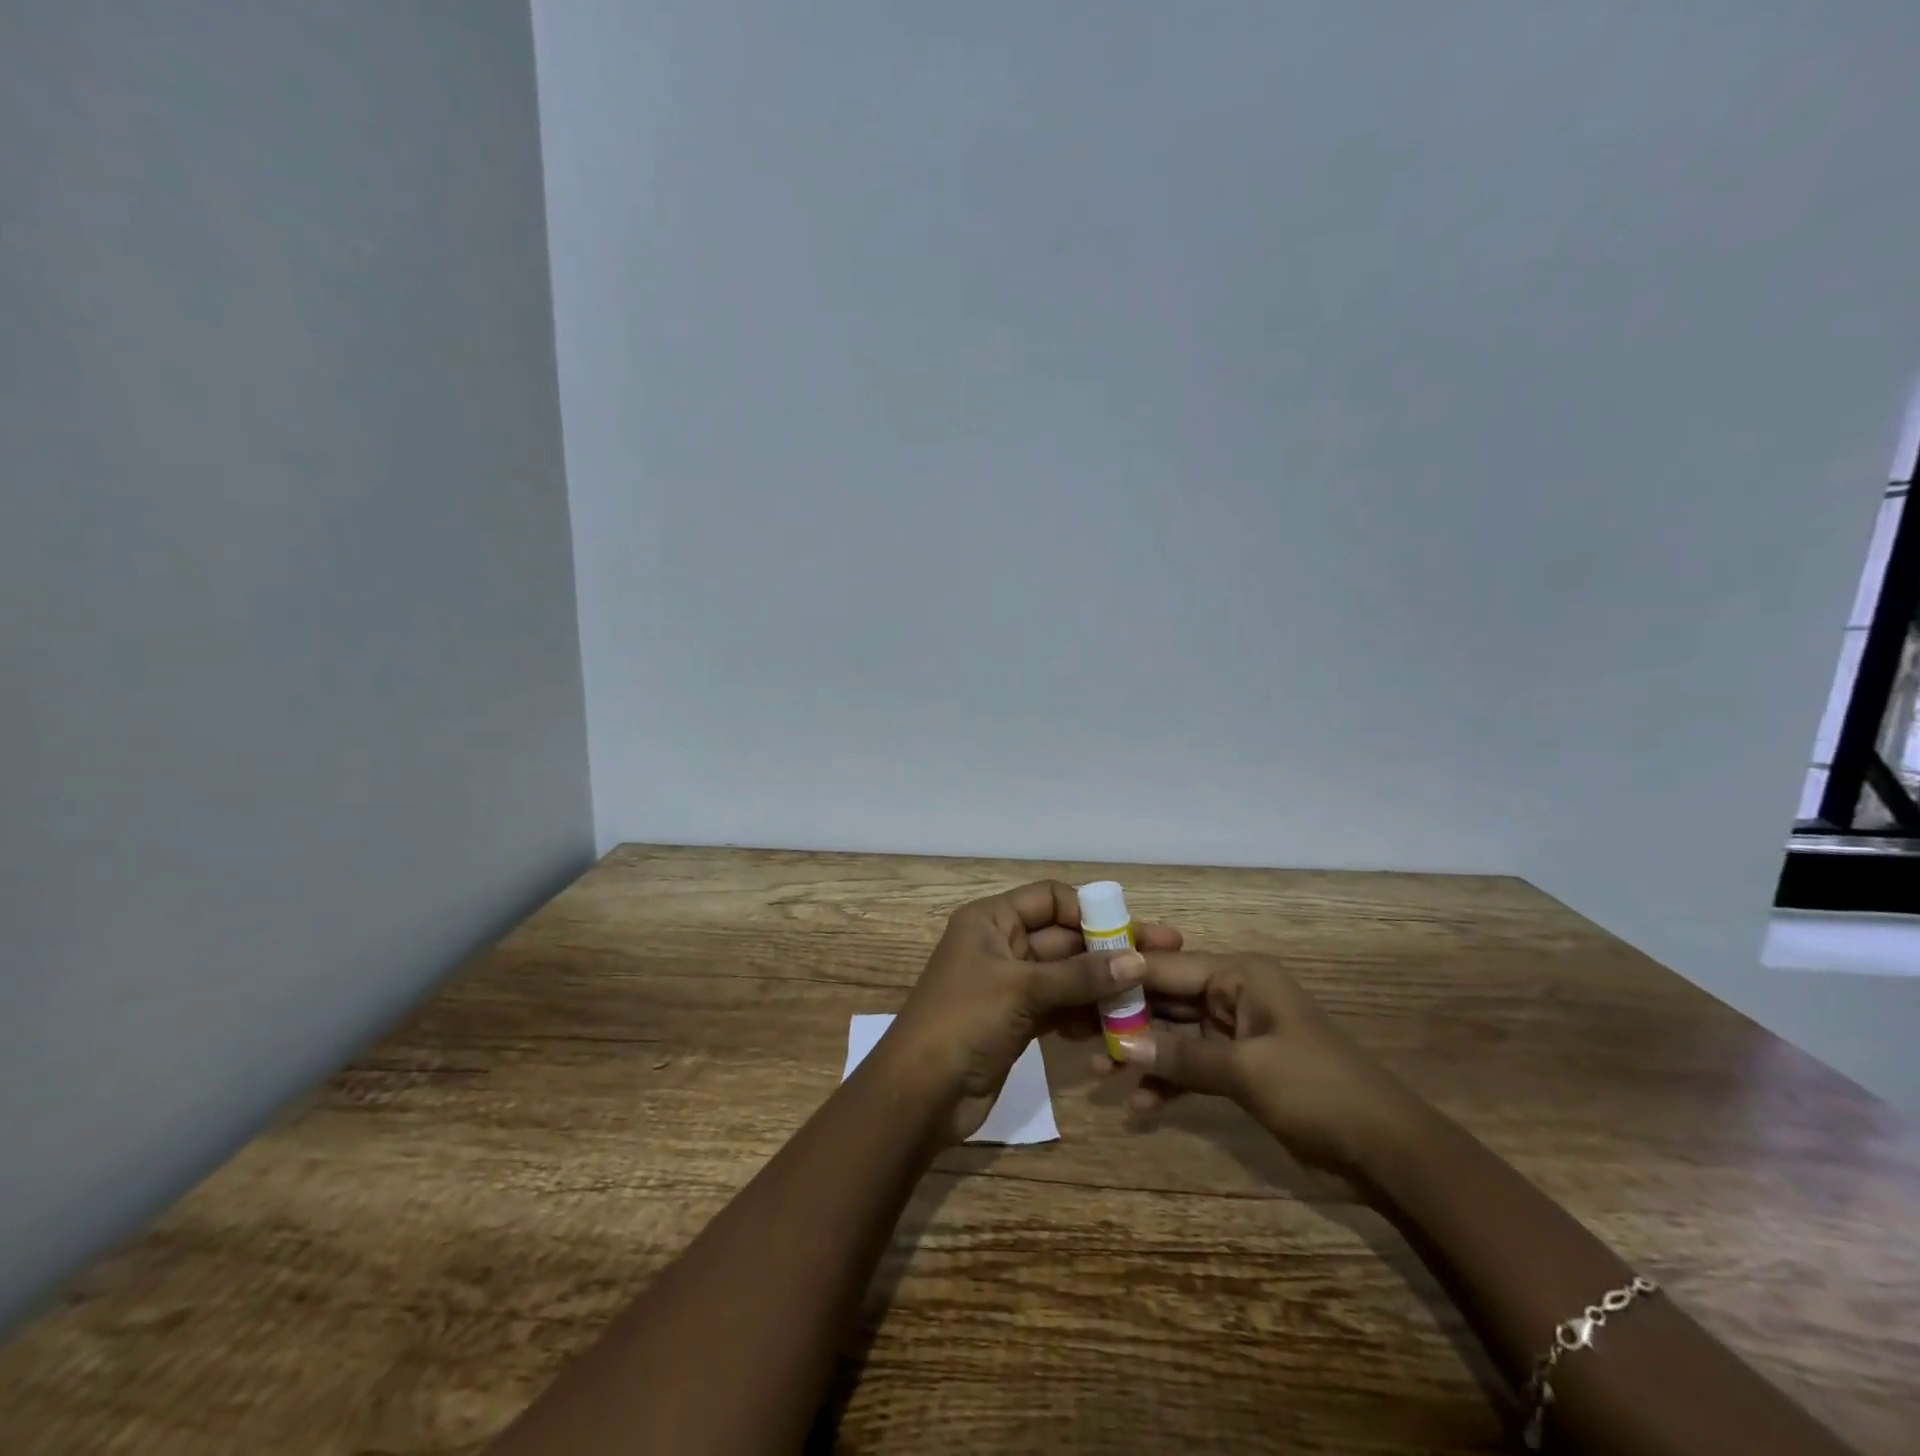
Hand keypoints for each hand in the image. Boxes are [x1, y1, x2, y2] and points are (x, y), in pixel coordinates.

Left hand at [881, 881, 1183, 1142]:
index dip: (1089, 910)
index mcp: (991, 920)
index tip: (1131, 931)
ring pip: (1066, 975)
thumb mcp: (1021, 990)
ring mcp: (1011, 985)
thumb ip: (1080, 976)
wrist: (919, 1095)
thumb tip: (1137, 960)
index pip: (1049, 898)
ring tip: (1148, 997)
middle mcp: (1002, 945)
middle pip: (1063, 938)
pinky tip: (1116, 1026)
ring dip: (1102, 986)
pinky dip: (1085, 1013)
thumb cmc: (962, 1022)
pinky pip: (1061, 1007)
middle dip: (1107, 950)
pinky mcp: (1019, 1021)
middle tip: (1161, 960)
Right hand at [1098, 951, 1420, 1177]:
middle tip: (1080, 1035)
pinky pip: (1192, 1065)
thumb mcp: (1246, 1070)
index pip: (1168, 966)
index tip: (1077, 987)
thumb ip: (1182, 1056)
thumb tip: (1121, 1043)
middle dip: (1127, 1020)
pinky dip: (1168, 1081)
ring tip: (1100, 1073)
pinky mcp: (1240, 1068)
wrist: (1388, 1152)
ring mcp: (1235, 1032)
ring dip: (1142, 1053)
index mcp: (1239, 976)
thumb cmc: (1318, 1090)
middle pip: (1166, 999)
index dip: (1123, 977)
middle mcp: (1233, 995)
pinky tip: (1140, 1105)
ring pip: (1174, 1034)